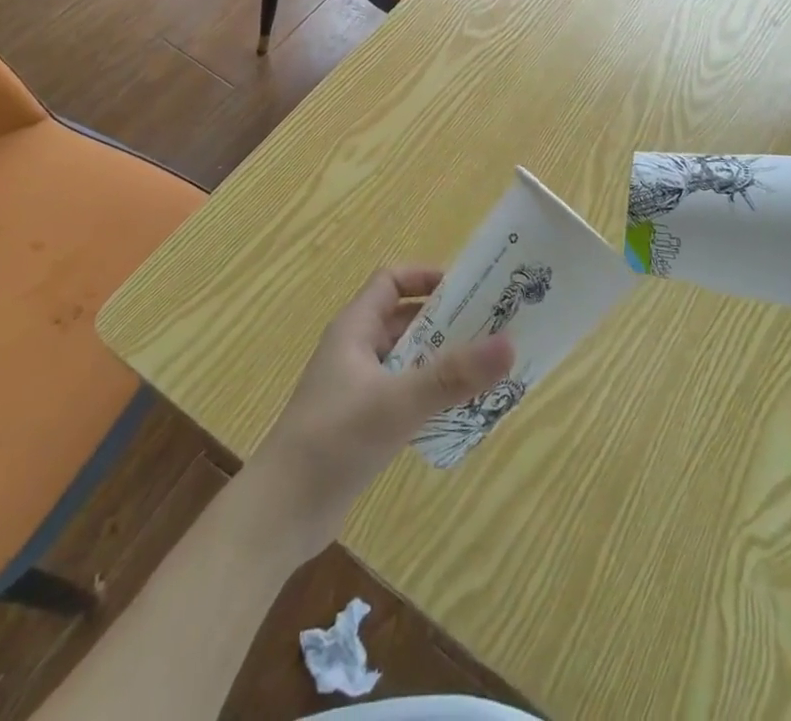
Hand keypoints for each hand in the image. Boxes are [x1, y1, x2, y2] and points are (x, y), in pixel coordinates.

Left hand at [248, 267, 513, 557]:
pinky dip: (430, 394)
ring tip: (487, 368)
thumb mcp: (397, 403)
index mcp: (355, 328)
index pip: (392, 281)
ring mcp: (358, 388)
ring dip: (442, 360)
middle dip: (446, 320)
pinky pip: (404, 393)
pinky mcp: (363, 422)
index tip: (470, 289)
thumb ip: (452, 376)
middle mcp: (356, 350)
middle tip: (493, 328)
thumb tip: (509, 343)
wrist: (281, 513)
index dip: (427, 277)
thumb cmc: (334, 440)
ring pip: (407, 359)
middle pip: (405, 319)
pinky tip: (460, 411)